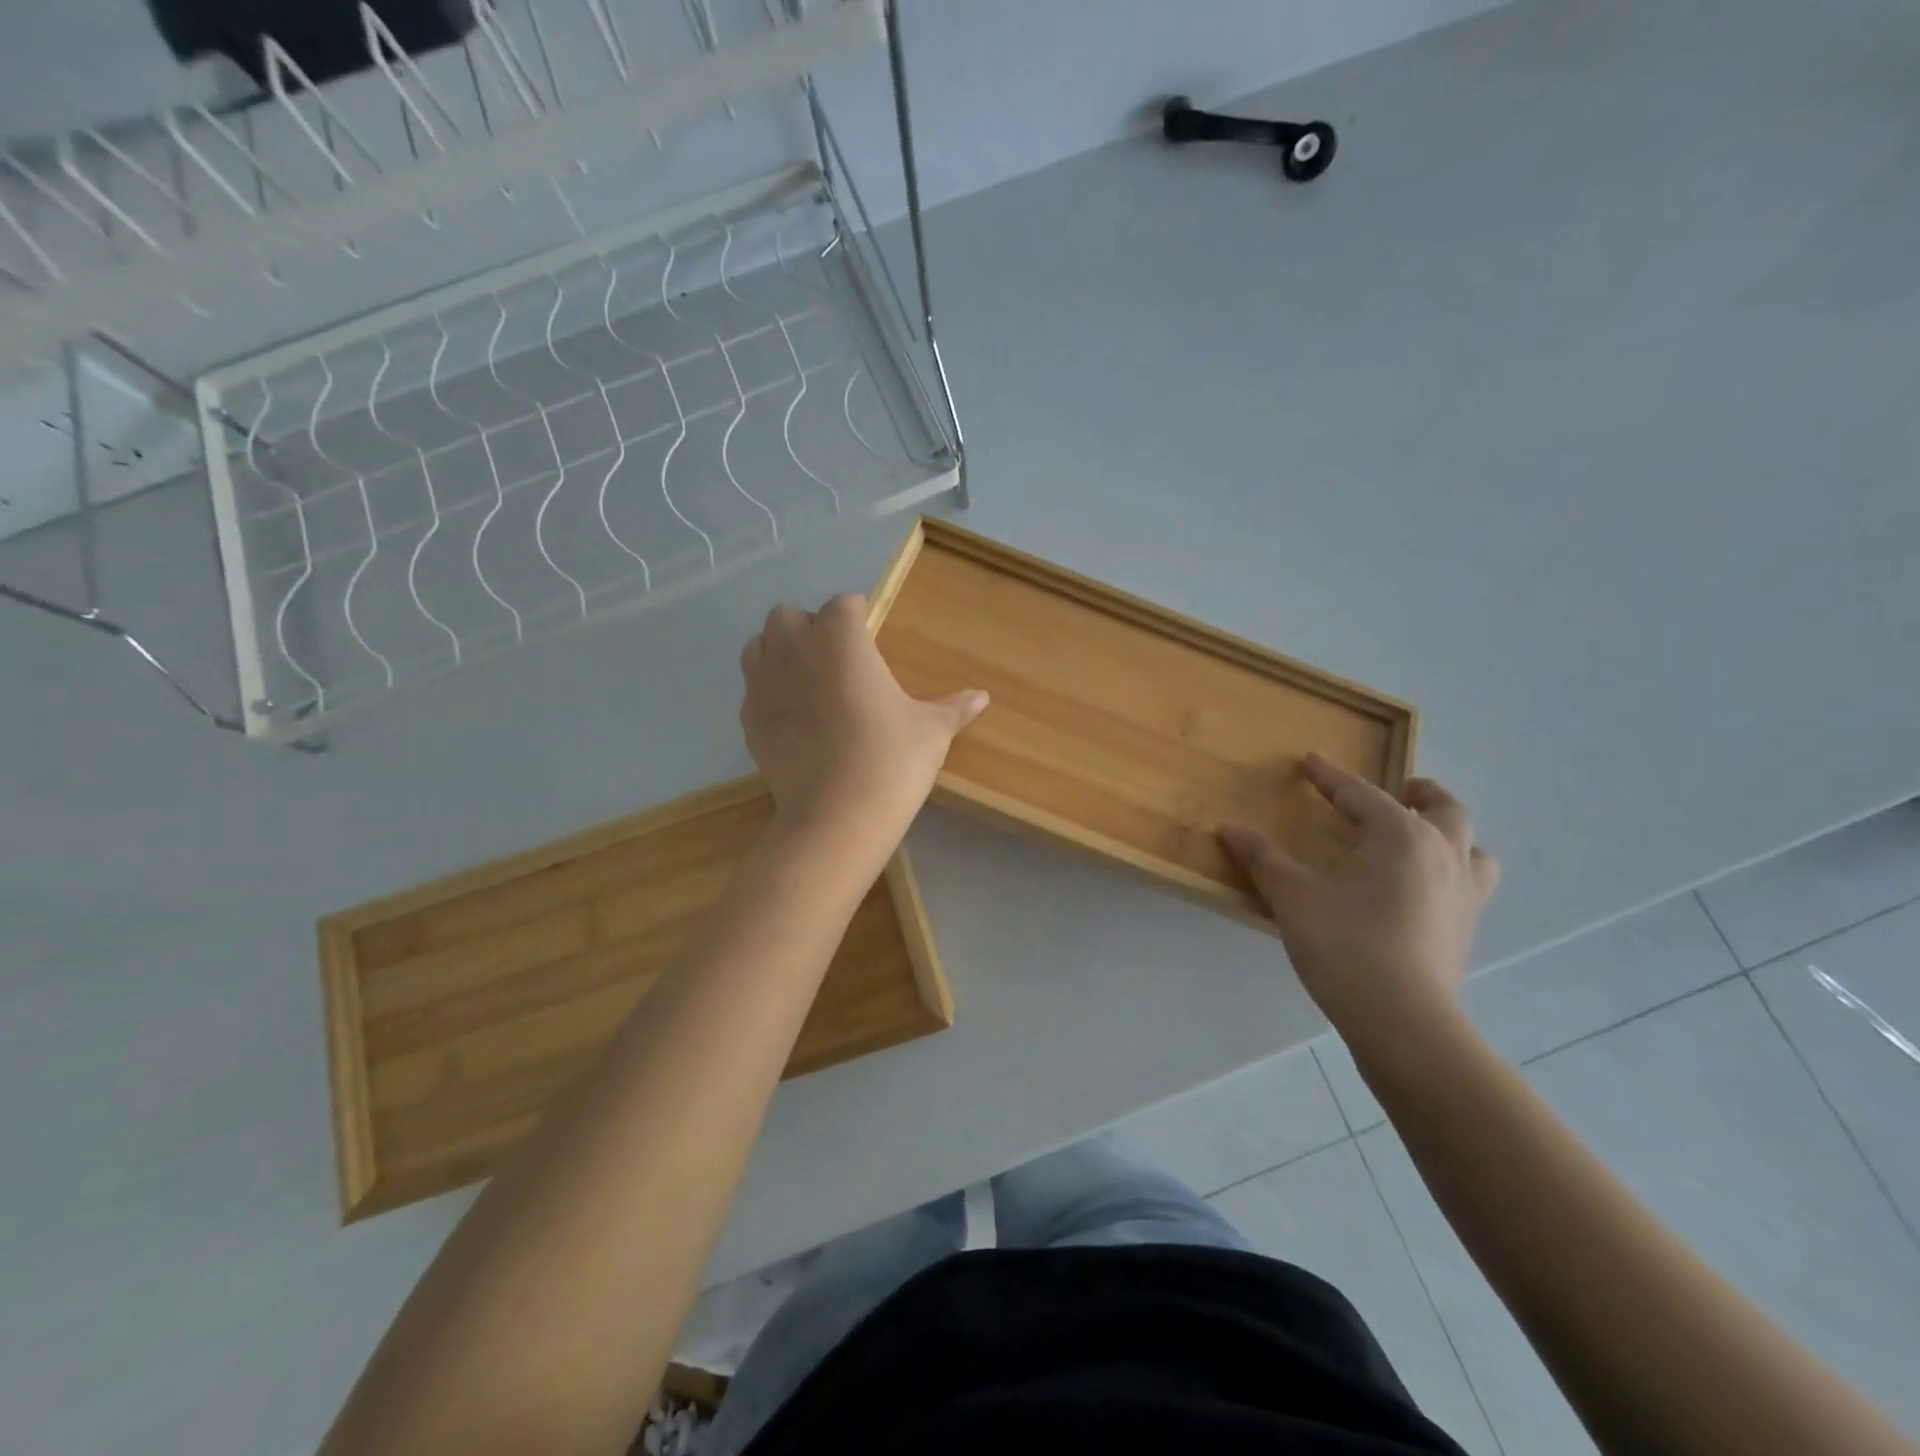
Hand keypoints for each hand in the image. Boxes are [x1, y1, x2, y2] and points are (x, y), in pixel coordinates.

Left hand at [740, 594, 987, 849]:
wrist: (837, 816)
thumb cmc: (891, 758)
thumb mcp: (931, 730)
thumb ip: (953, 707)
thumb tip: (982, 697)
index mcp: (840, 638)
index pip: (844, 605)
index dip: (858, 617)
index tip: (872, 637)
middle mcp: (795, 649)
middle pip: (789, 616)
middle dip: (810, 628)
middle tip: (838, 660)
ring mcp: (764, 684)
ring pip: (759, 646)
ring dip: (780, 653)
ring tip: (809, 682)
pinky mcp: (748, 720)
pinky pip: (752, 690)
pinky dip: (769, 693)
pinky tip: (793, 719)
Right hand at [1220, 755, 1499, 1052]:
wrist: (1403, 1020)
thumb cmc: (1345, 945)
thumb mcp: (1293, 896)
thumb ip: (1263, 858)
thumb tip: (1230, 828)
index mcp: (1400, 835)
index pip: (1361, 794)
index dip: (1330, 777)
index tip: (1310, 761)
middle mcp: (1443, 853)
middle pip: (1444, 808)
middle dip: (1419, 792)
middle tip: (1398, 790)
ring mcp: (1463, 893)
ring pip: (1471, 847)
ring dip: (1449, 833)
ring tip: (1423, 838)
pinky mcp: (1467, 928)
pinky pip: (1470, 883)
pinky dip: (1453, 871)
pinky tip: (1424, 890)